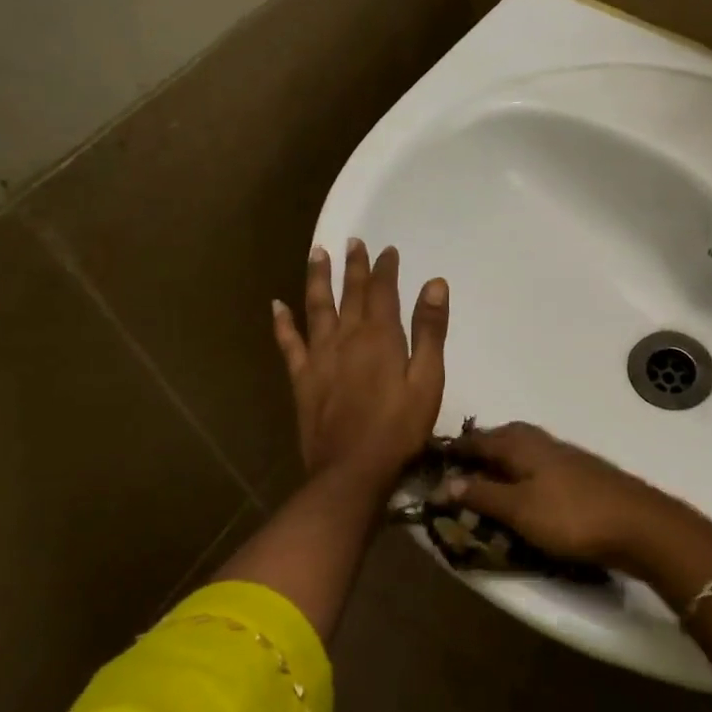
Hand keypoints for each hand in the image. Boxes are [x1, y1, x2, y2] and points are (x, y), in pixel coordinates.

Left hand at [272, 238, 447, 495]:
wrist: (353, 471)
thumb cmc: (400, 428)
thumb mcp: (428, 380)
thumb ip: (430, 331)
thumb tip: (435, 283)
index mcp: (380, 336)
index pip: (382, 291)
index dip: (385, 268)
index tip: (386, 249)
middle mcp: (347, 337)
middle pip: (349, 293)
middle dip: (353, 266)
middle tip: (352, 241)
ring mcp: (320, 357)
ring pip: (316, 308)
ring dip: (317, 279)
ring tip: (316, 253)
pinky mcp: (302, 379)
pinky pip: (289, 343)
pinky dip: (282, 323)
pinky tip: (276, 305)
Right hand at [446, 423, 699, 573]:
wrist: (639, 525)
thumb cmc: (571, 516)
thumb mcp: (518, 509)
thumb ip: (481, 493)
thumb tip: (443, 481)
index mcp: (520, 443)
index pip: (476, 439)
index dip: (453, 450)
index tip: (429, 462)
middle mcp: (540, 440)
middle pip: (500, 439)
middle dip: (478, 451)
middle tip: (456, 473)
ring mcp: (564, 455)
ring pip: (521, 452)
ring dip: (500, 464)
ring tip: (485, 486)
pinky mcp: (580, 474)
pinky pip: (537, 467)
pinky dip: (521, 476)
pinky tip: (523, 495)